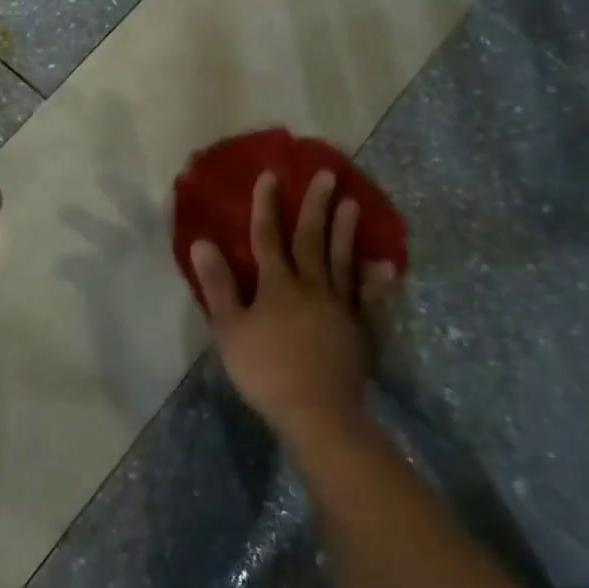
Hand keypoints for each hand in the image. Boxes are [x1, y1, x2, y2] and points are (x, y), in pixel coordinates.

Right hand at [190, 169, 395, 449]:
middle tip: (327, 174)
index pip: (268, 237)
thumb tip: (203, 242)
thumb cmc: (265, 371)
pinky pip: (369, 297)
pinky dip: (376, 279)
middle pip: (312, 239)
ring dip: (346, 230)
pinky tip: (385, 264)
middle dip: (316, 205)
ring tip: (353, 202)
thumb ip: (218, 285)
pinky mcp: (359, 329)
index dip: (267, 205)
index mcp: (277, 285)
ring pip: (342, 260)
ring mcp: (340, 306)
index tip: (270, 176)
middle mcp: (311, 286)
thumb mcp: (229, 329)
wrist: (317, 413)